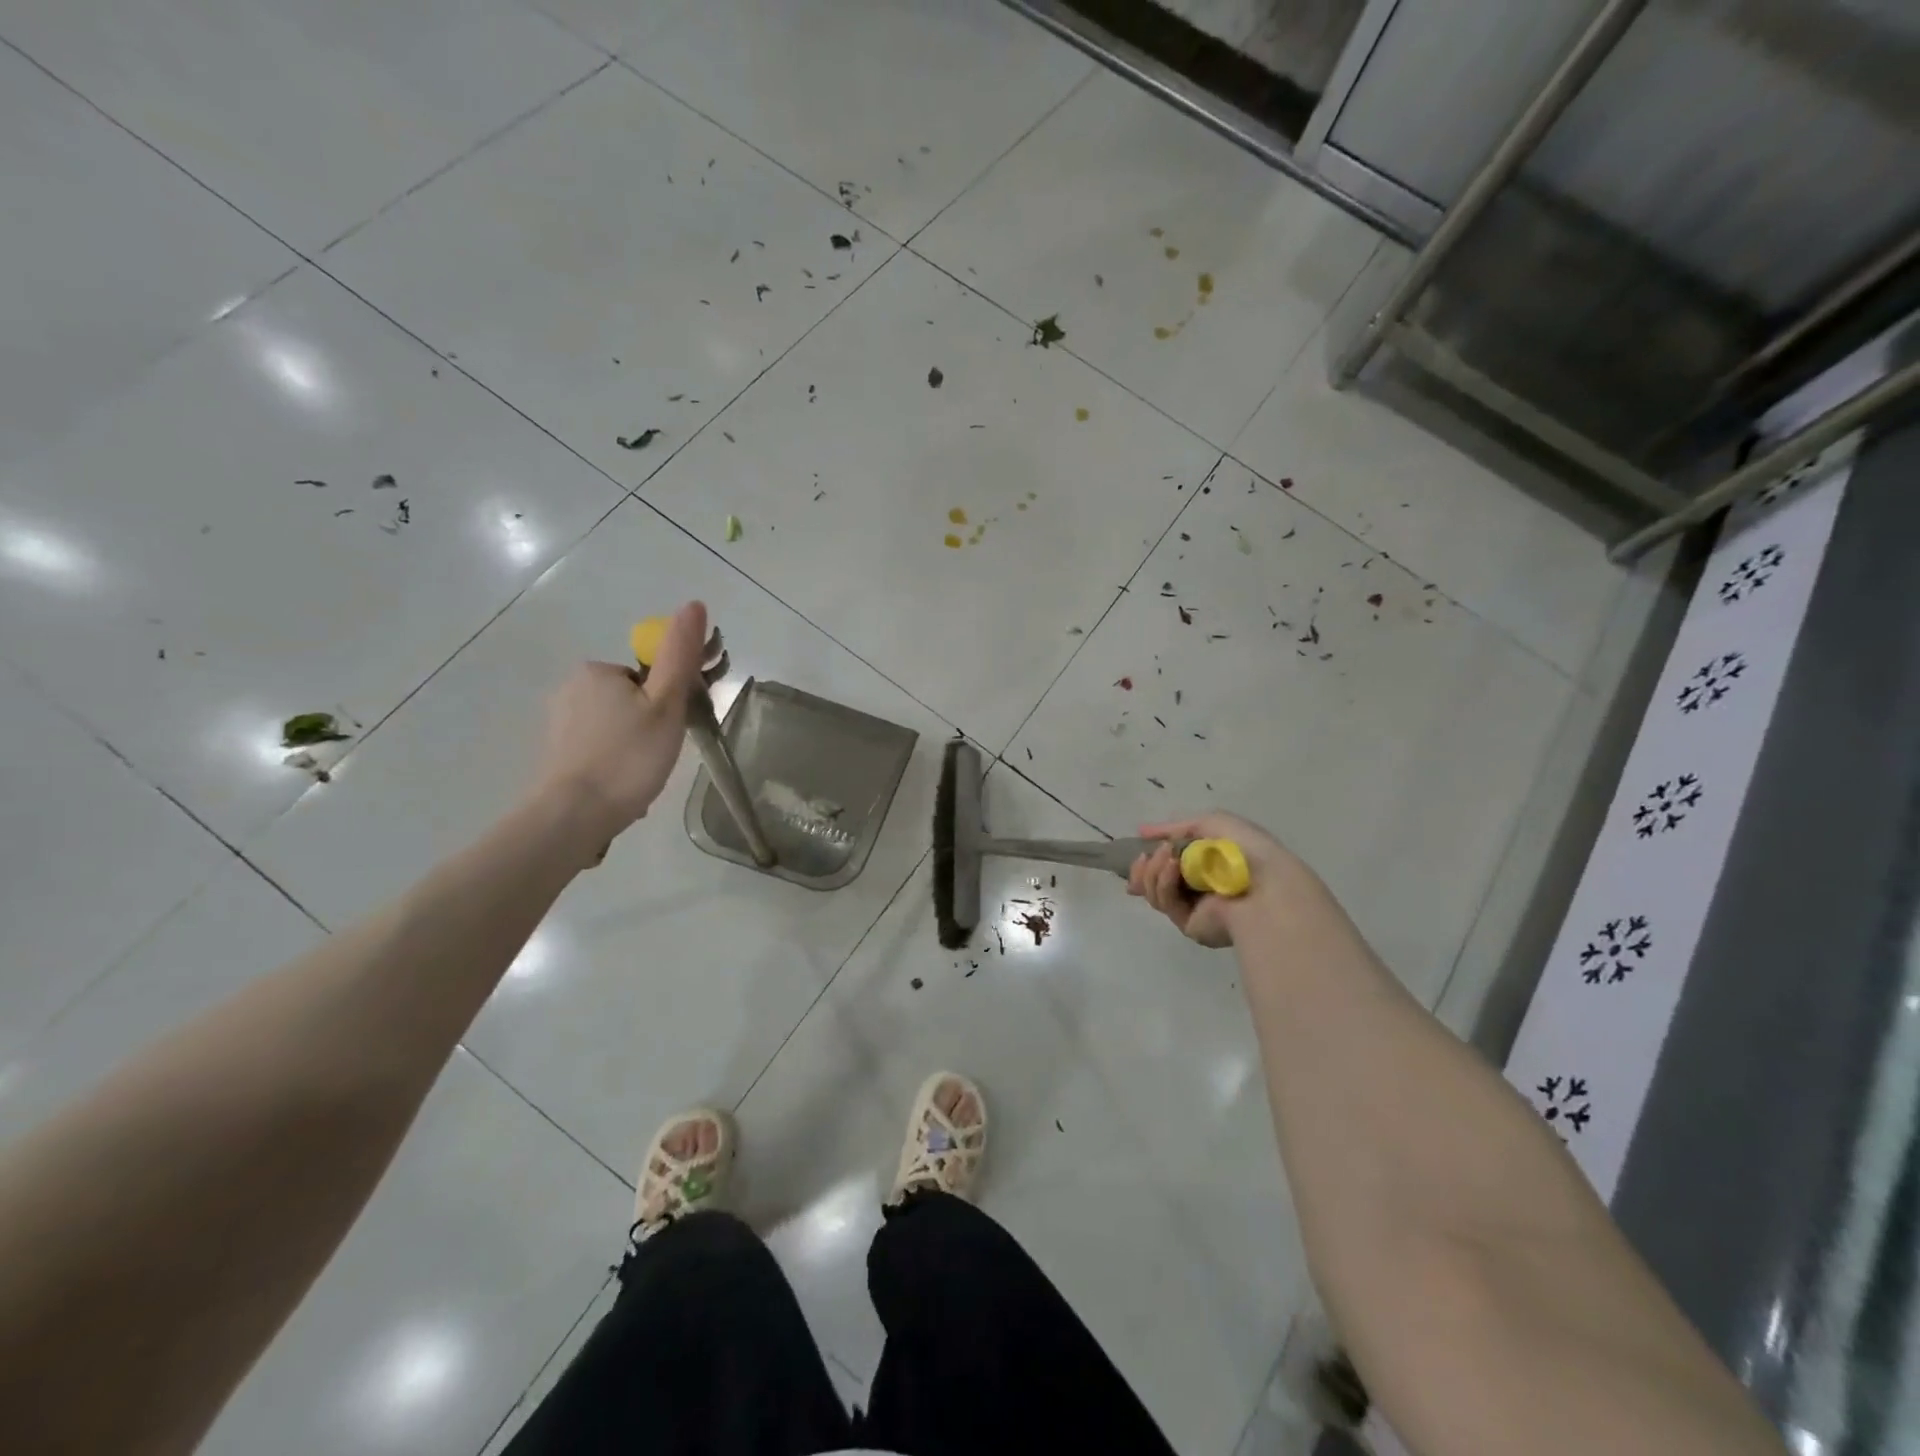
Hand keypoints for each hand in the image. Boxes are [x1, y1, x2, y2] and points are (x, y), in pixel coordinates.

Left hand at [529, 601, 708, 855]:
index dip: (669, 700)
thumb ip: (680, 655)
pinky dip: (615, 762)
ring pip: (615, 726)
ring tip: (642, 777)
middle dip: (651, 724)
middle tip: (661, 755)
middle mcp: (571, 688)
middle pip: (631, 700)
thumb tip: (695, 604)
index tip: (674, 729)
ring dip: (634, 746)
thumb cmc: (628, 757)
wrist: (574, 816)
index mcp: (597, 670)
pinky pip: (598, 748)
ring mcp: (558, 722)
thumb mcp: (666, 703)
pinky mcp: (554, 753)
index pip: (648, 676)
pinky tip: (622, 786)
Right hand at [1126, 811, 1299, 947]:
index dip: (1150, 860)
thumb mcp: (1211, 823)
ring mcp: (1194, 909)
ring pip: (1156, 892)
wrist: (1266, 884)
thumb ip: (1175, 827)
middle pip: (1155, 882)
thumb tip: (1141, 831)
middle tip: (1142, 856)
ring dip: (1153, 871)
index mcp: (1209, 867)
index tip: (1138, 851)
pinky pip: (1166, 903)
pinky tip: (1171, 867)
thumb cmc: (1245, 850)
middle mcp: (1200, 890)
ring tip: (1165, 855)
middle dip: (1145, 868)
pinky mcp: (1190, 925)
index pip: (1170, 865)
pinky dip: (1164, 882)